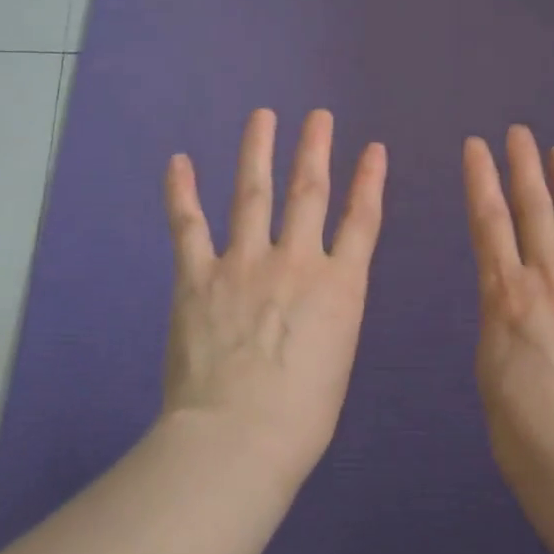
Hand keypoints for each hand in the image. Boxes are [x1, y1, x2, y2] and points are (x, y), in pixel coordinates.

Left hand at [161, 109, 386, 479]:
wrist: (238, 437)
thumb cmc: (302, 415)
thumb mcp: (338, 357)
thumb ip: (330, 315)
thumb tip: (318, 298)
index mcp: (340, 285)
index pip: (362, 220)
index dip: (370, 180)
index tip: (373, 148)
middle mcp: (296, 261)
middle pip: (309, 192)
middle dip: (315, 150)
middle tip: (318, 116)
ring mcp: (244, 263)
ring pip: (254, 194)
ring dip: (258, 151)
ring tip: (263, 117)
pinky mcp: (198, 277)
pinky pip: (189, 226)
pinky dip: (182, 192)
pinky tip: (179, 162)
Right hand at [463, 126, 553, 492]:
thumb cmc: (519, 423)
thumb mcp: (489, 361)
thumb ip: (500, 312)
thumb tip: (510, 289)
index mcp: (505, 293)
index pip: (489, 220)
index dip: (481, 179)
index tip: (476, 147)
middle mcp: (547, 278)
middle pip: (533, 208)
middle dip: (523, 166)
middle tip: (519, 133)